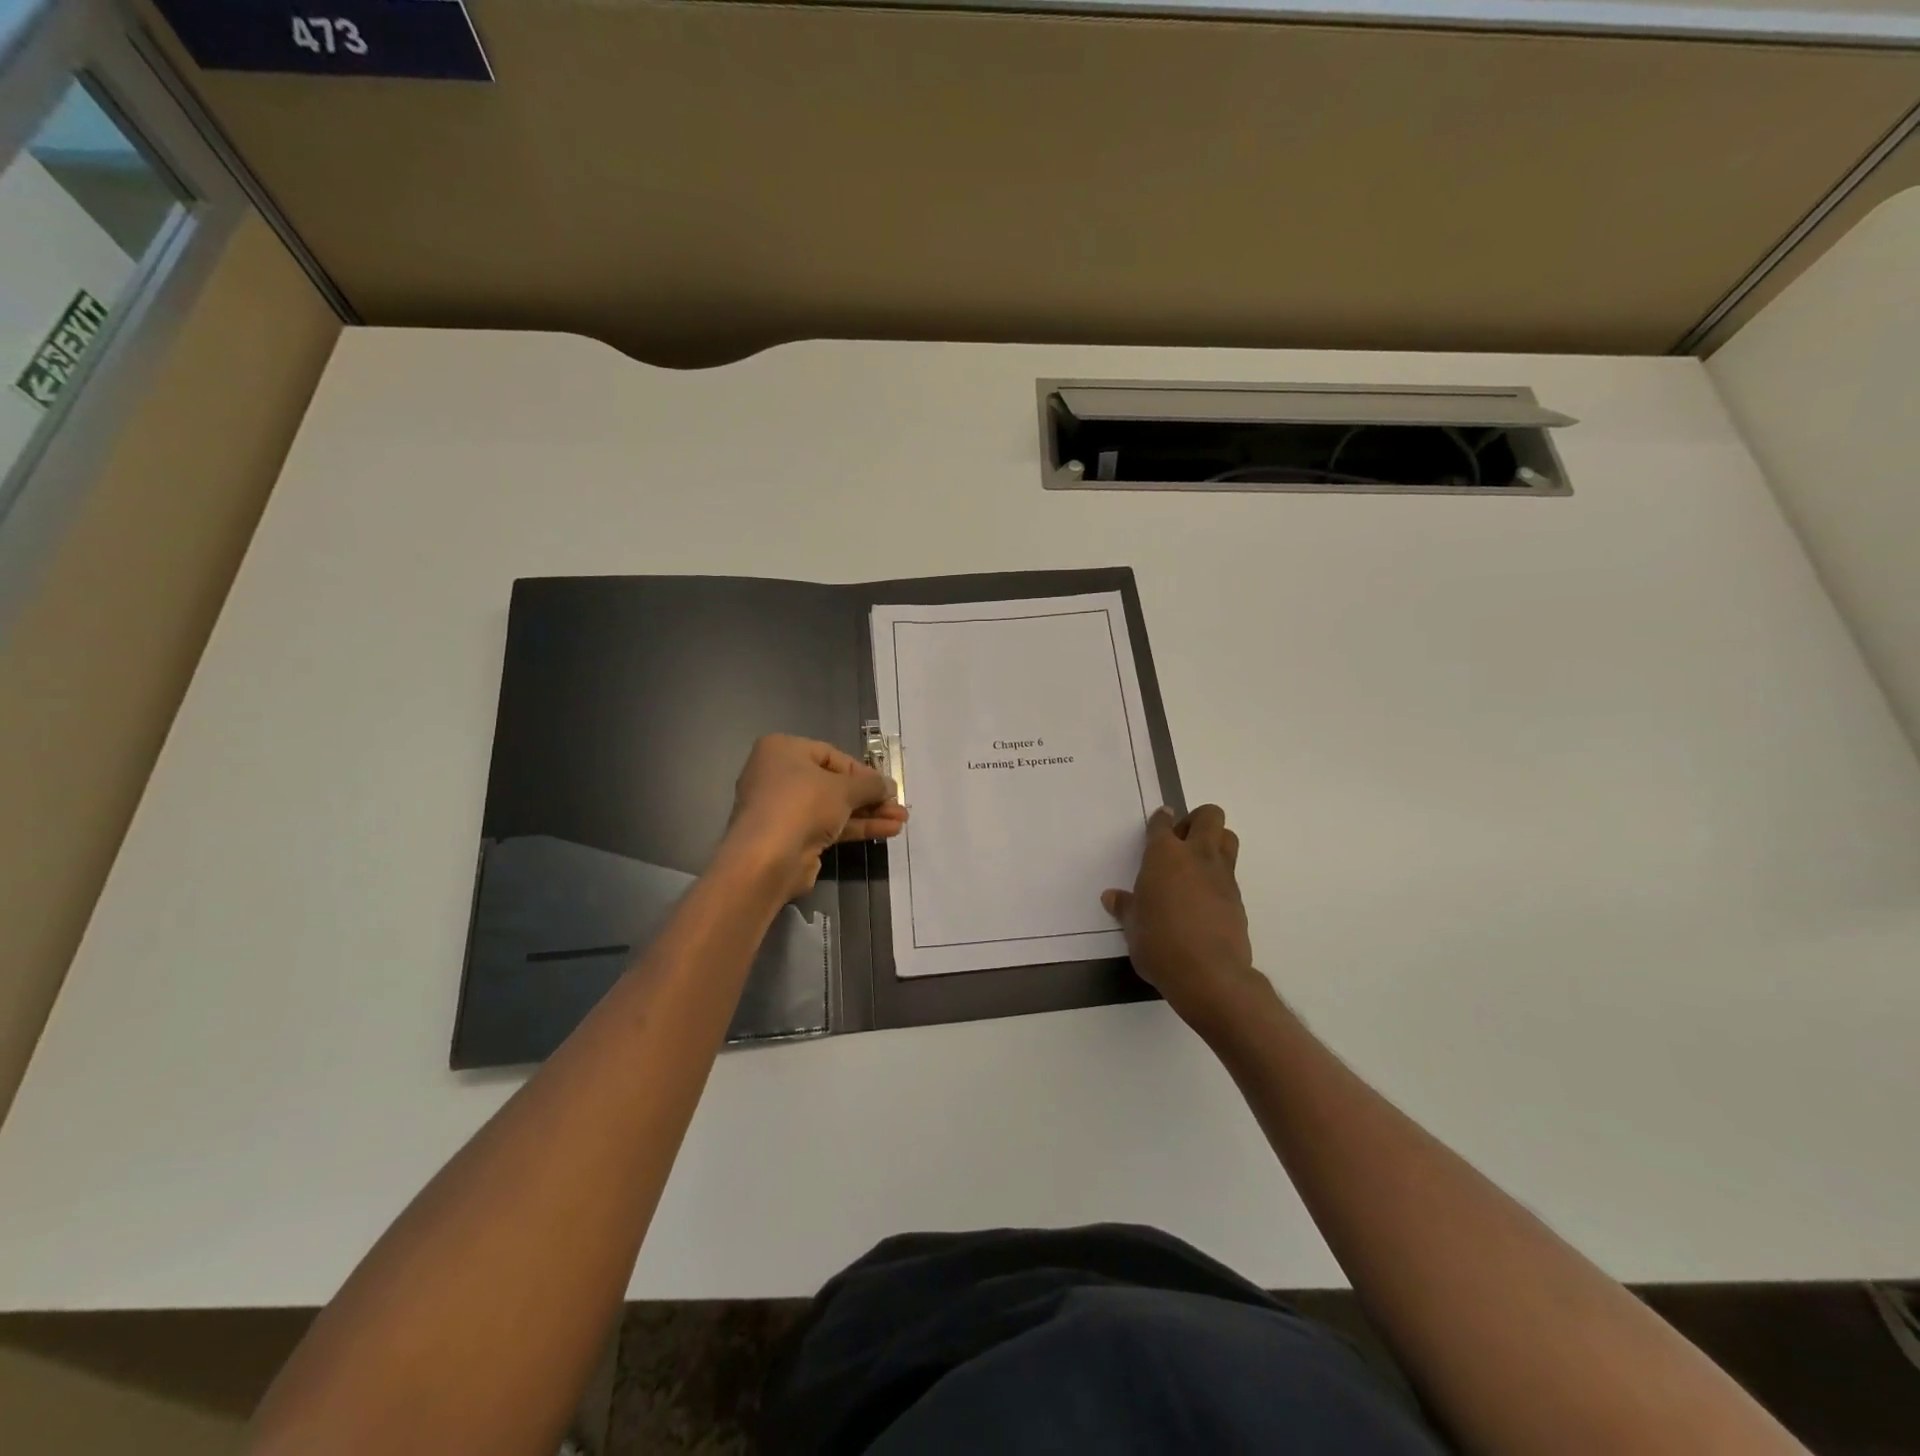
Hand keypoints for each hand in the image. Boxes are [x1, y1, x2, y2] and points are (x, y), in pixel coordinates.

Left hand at [722, 734, 906, 898]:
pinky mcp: (790, 837)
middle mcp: (778, 776)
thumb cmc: (802, 805)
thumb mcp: (844, 789)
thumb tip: (890, 786)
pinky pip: (827, 826)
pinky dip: (854, 827)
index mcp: (782, 750)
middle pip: (833, 783)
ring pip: (833, 807)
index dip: (863, 772)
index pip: (831, 756)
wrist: (767, 859)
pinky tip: (886, 832)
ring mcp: (783, 809)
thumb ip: (871, 785)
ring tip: (900, 821)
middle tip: (898, 806)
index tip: (887, 786)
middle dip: (869, 796)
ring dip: (867, 814)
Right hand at [1103, 805, 1266, 1033]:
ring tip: (1196, 864)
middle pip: (1209, 816)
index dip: (1160, 819)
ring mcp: (1222, 876)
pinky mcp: (1238, 898)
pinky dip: (1218, 875)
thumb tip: (1112, 897)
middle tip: (1181, 841)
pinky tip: (1203, 897)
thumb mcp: (1132, 926)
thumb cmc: (1159, 943)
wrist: (1208, 974)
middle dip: (1197, 820)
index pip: (1163, 824)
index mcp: (1164, 856)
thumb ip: (1125, 907)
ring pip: (1228, 838)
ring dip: (1215, 841)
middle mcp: (1196, 856)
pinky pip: (1230, 872)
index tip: (1160, 819)